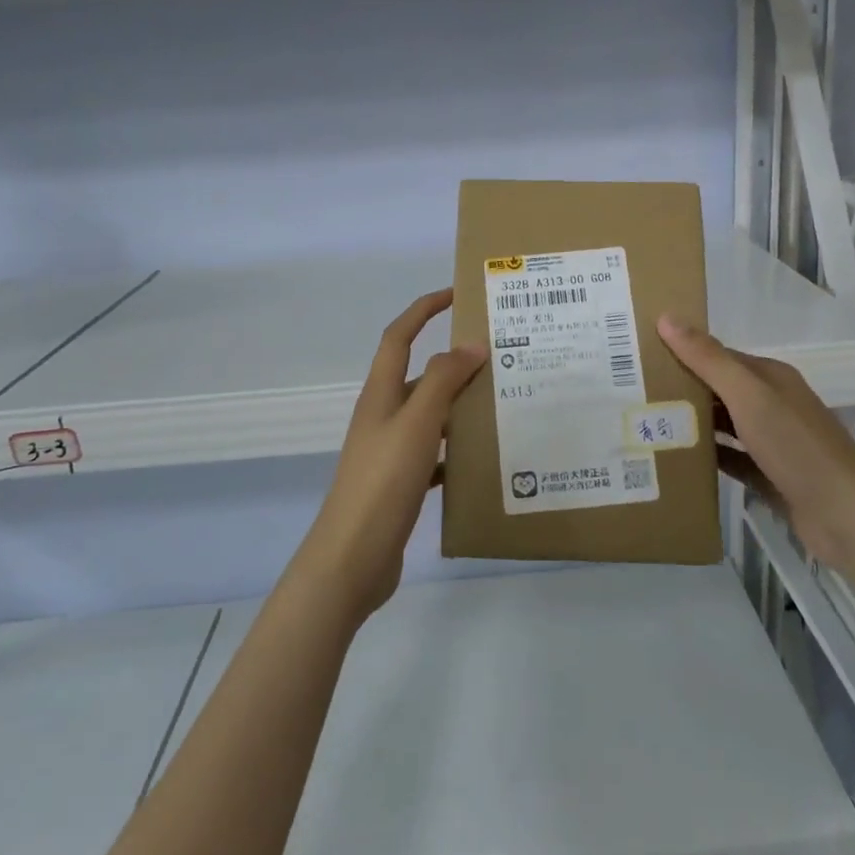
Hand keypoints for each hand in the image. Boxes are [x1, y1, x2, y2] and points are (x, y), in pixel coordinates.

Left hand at [297, 289, 485, 620]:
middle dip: (454, 361)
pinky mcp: (400, 483)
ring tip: (502, 403)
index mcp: (380, 394)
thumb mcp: (417, 424)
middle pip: (419, 375)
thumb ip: (442, 382)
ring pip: (431, 416)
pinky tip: (484, 459)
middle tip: (500, 356)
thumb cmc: (382, 483)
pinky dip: (457, 450)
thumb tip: (470, 345)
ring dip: (460, 405)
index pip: (399, 336)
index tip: (457, 294)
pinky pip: (435, 454)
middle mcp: (383, 416)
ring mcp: (390, 451)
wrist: (351, 560)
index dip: (423, 309)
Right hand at [657, 314, 854, 576]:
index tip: (641, 355)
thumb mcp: (749, 396)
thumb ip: (708, 359)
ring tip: (646, 424)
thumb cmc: (795, 446)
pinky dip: (708, 458)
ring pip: (724, 425)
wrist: (845, 516)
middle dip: (682, 389)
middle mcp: (773, 404)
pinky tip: (677, 460)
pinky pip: (731, 459)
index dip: (683, 352)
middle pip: (720, 389)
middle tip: (632, 392)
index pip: (718, 356)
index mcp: (770, 378)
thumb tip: (666, 318)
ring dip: (693, 424)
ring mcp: (773, 442)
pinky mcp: (771, 476)